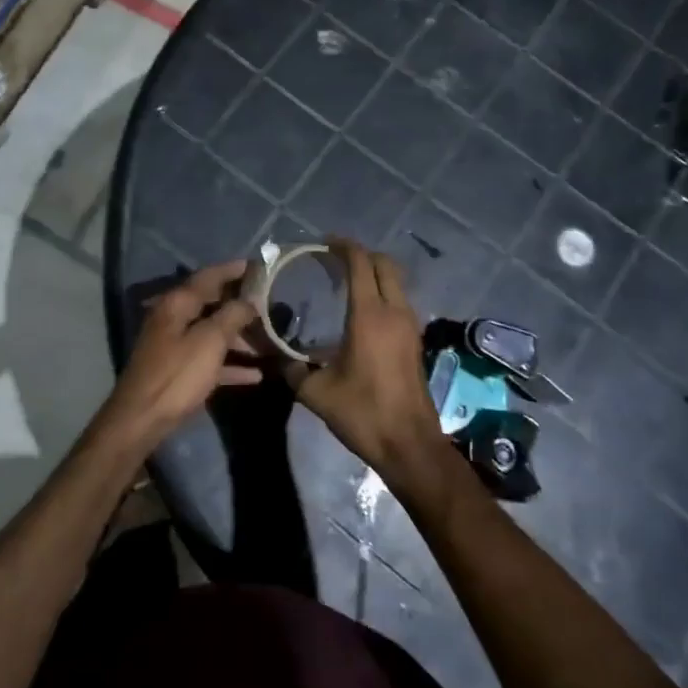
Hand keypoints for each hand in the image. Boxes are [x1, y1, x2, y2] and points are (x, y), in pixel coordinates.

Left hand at [99, 261, 260, 442]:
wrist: (142, 419)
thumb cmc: (177, 374)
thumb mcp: (209, 341)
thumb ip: (231, 315)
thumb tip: (249, 300)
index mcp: (177, 303)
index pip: (209, 276)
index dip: (234, 270)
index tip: (260, 266)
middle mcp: (174, 318)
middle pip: (212, 303)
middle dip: (241, 304)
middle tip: (270, 304)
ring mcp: (174, 345)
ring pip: (212, 332)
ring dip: (239, 337)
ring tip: (268, 341)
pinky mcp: (178, 370)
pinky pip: (209, 360)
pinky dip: (230, 363)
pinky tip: (255, 374)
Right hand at [287, 240, 442, 479]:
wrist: (410, 445)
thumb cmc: (363, 413)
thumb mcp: (316, 392)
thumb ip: (292, 368)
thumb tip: (273, 355)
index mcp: (370, 315)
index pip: (361, 263)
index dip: (343, 247)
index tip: (323, 243)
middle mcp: (394, 312)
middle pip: (384, 264)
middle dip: (361, 255)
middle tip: (334, 259)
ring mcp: (409, 326)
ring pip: (396, 282)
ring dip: (374, 273)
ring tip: (344, 281)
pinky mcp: (414, 341)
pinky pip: (399, 301)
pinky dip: (382, 292)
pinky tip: (360, 311)